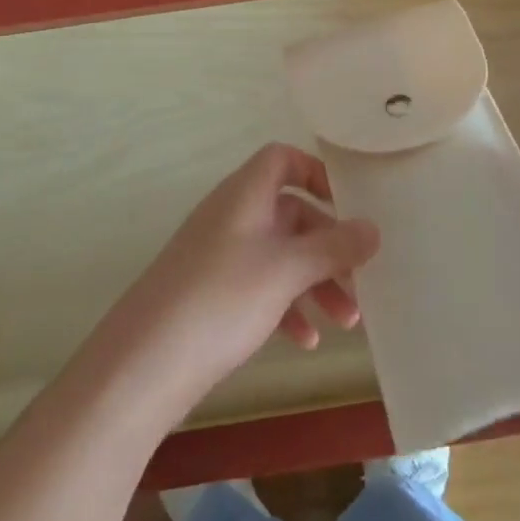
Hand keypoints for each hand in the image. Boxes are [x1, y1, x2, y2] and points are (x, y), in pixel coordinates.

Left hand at [110, 143, 379, 412]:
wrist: (146, 360)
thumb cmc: (222, 297)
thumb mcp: (286, 270)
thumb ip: (333, 247)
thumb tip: (373, 228)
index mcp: (245, 194)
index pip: (282, 159)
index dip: (315, 173)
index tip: (348, 206)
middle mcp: (231, 216)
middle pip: (290, 214)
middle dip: (328, 247)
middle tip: (361, 282)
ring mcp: (219, 254)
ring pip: (279, 255)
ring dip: (314, 283)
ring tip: (347, 323)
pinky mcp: (211, 292)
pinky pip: (259, 286)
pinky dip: (286, 306)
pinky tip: (305, 341)